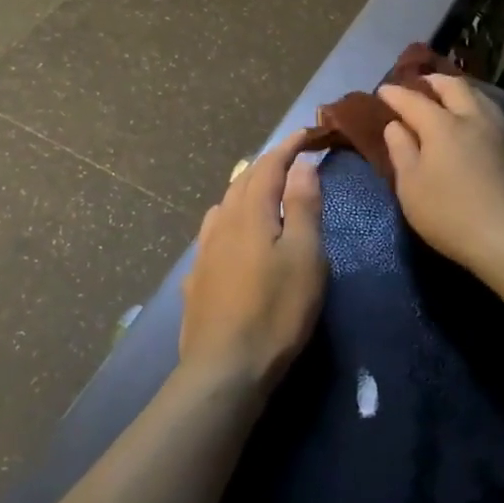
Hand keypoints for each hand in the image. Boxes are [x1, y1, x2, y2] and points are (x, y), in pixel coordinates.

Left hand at [181, 130, 326, 394]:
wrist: (224, 368)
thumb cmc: (276, 310)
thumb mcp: (305, 256)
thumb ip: (303, 206)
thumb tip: (300, 165)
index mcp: (251, 212)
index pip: (269, 165)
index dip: (288, 147)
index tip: (307, 134)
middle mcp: (222, 223)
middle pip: (242, 180)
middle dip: (267, 163)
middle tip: (290, 157)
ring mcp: (204, 251)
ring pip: (224, 204)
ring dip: (245, 188)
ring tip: (263, 189)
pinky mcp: (196, 277)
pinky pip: (213, 231)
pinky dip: (230, 217)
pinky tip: (231, 233)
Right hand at [378, 75, 503, 278]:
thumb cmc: (450, 214)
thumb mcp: (411, 187)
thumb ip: (401, 151)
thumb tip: (396, 126)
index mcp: (442, 125)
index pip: (413, 100)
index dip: (396, 94)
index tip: (383, 90)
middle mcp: (472, 118)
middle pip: (453, 87)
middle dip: (432, 81)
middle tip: (419, 84)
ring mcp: (498, 131)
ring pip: (478, 96)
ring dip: (458, 91)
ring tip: (447, 97)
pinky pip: (491, 112)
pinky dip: (475, 106)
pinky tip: (472, 120)